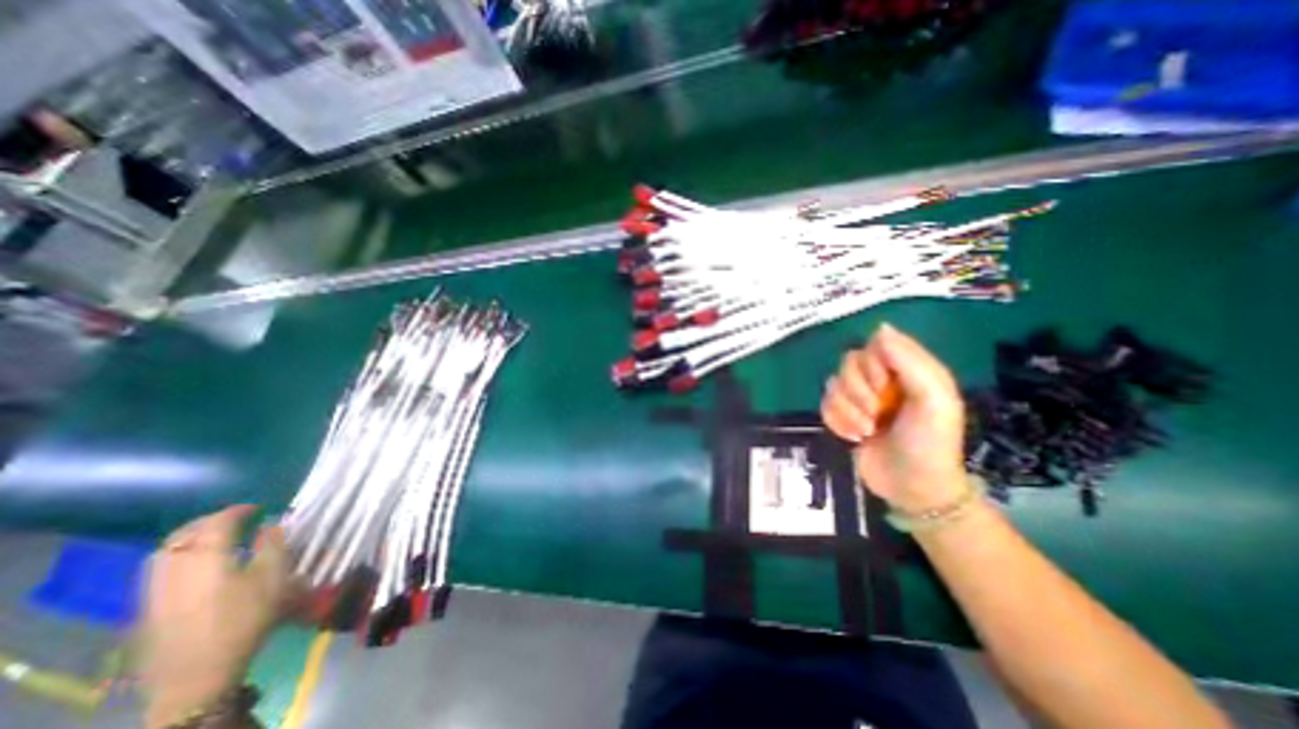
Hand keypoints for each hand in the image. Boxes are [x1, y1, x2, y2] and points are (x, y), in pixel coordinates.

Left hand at [142, 506, 288, 728]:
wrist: (197, 674)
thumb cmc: (246, 619)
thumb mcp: (273, 578)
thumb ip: (274, 546)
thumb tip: (271, 524)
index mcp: (207, 558)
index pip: (218, 523)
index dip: (237, 510)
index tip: (257, 506)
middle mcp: (174, 569)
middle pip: (183, 535)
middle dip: (208, 521)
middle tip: (235, 517)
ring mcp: (154, 590)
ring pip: (165, 552)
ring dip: (190, 537)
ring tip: (215, 537)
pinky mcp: (147, 608)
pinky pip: (159, 568)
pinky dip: (178, 555)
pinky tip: (197, 564)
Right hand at [820, 321, 963, 514]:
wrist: (912, 488)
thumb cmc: (929, 443)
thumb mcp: (933, 399)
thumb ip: (910, 361)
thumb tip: (880, 327)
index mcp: (906, 370)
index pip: (873, 345)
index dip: (872, 364)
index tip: (884, 385)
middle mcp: (880, 379)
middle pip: (848, 363)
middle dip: (858, 392)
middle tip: (877, 413)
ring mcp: (859, 399)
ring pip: (833, 385)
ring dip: (848, 411)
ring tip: (867, 430)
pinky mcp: (843, 416)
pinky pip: (825, 405)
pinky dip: (837, 422)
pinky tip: (854, 436)